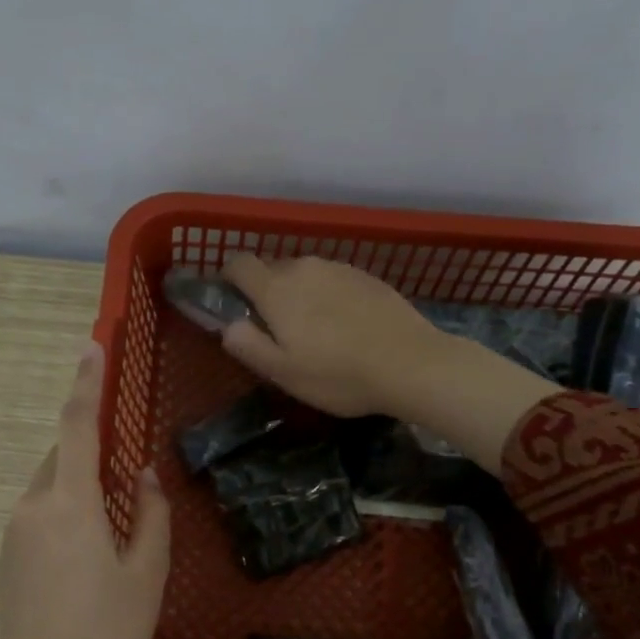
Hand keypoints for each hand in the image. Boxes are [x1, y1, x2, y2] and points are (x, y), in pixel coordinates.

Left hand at [0, 343, 170, 638]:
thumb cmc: (107, 631)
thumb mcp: (146, 574)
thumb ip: (150, 516)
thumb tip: (144, 477)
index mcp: (70, 504)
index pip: (77, 427)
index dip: (86, 383)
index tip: (91, 346)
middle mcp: (33, 507)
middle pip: (62, 458)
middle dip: (90, 453)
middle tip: (124, 481)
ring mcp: (13, 533)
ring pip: (50, 488)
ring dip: (79, 488)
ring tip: (110, 532)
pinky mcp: (6, 557)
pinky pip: (38, 513)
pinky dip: (64, 512)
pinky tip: (85, 556)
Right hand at [220, 253, 449, 416]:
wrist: (412, 364)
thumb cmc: (338, 374)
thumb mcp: (283, 372)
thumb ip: (247, 345)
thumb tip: (228, 326)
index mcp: (276, 289)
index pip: (239, 263)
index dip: (228, 279)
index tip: (232, 303)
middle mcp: (305, 267)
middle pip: (271, 268)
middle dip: (265, 292)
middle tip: (275, 330)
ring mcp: (339, 268)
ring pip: (304, 274)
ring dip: (298, 294)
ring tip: (313, 331)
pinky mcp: (367, 276)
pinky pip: (332, 280)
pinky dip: (327, 296)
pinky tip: (343, 326)